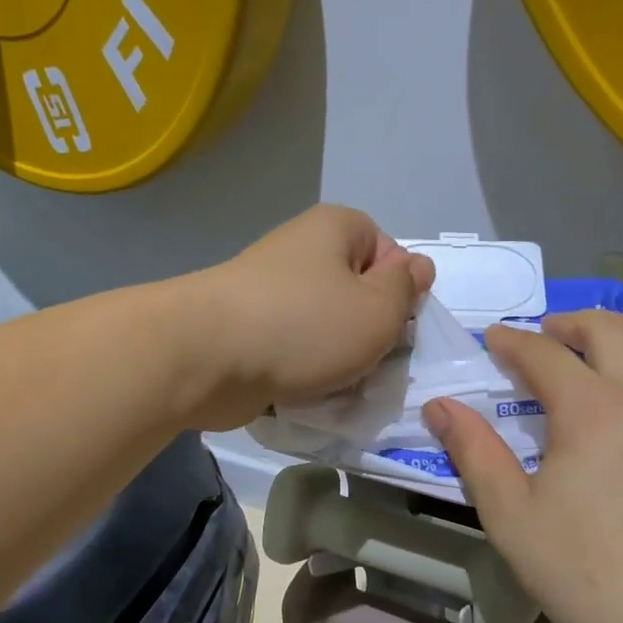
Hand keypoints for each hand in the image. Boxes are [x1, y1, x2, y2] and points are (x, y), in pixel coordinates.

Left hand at [185, 206, 433, 430]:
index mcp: (335, 229)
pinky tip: (305, 394)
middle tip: (370, 364)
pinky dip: (303, 372)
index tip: (395, 326)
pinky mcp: (247, 330)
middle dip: (368, 333)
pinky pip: (293, 349)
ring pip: (325, 328)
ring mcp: (269, 291)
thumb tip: (417, 267)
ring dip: (338, 360)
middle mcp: (300, 251)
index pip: (389, 254)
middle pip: (356, 293)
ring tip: (336, 385)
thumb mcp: (378, 309)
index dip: (400, 293)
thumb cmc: (305, 326)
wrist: (206, 358)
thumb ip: (406, 288)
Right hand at [423, 311, 622, 622]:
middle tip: (553, 332)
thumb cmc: (578, 569)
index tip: (493, 339)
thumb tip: (440, 405)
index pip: (544, 355)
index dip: (514, 342)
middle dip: (576, 324)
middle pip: (614, 335)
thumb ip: (473, 451)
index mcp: (590, 408)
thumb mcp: (508, 512)